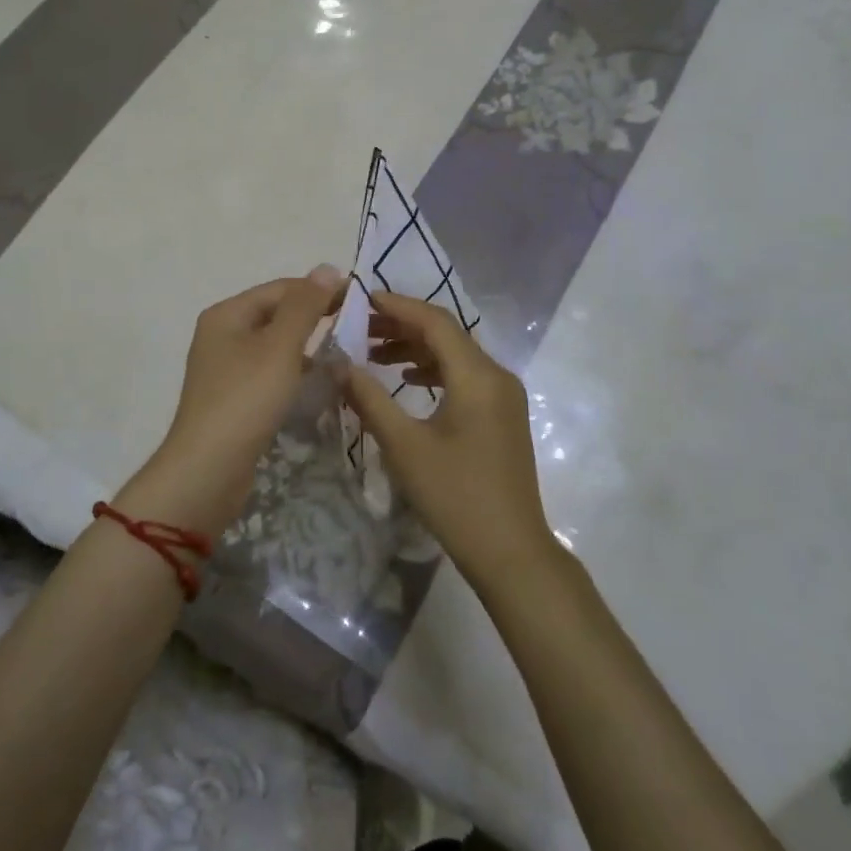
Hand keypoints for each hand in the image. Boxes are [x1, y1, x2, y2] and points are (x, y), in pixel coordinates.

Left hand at [125, 265, 343, 531]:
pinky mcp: (233, 397)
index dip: (318, 290)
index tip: (358, 300)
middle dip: (314, 318)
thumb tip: (327, 267)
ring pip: (274, 345)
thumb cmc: (246, 399)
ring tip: (343, 352)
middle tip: (356, 326)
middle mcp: (222, 334)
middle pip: (275, 314)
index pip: (280, 288)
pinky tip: (317, 381)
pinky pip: (269, 372)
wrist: (209, 468)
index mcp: (227, 314)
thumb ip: (305, 306)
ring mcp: (225, 368)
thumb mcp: (280, 347)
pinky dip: (293, 371)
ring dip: (306, 346)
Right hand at [343, 291, 555, 584]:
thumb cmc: (455, 496)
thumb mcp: (404, 445)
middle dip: (401, 326)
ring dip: (415, 349)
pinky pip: (464, 377)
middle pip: (446, 334)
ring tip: (373, 352)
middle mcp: (496, 375)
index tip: (360, 298)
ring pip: (455, 356)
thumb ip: (369, 398)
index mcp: (477, 376)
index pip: (435, 321)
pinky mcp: (502, 415)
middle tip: (358, 326)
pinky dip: (432, 371)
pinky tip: (406, 382)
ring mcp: (503, 396)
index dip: (396, 305)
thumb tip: (339, 364)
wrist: (511, 552)